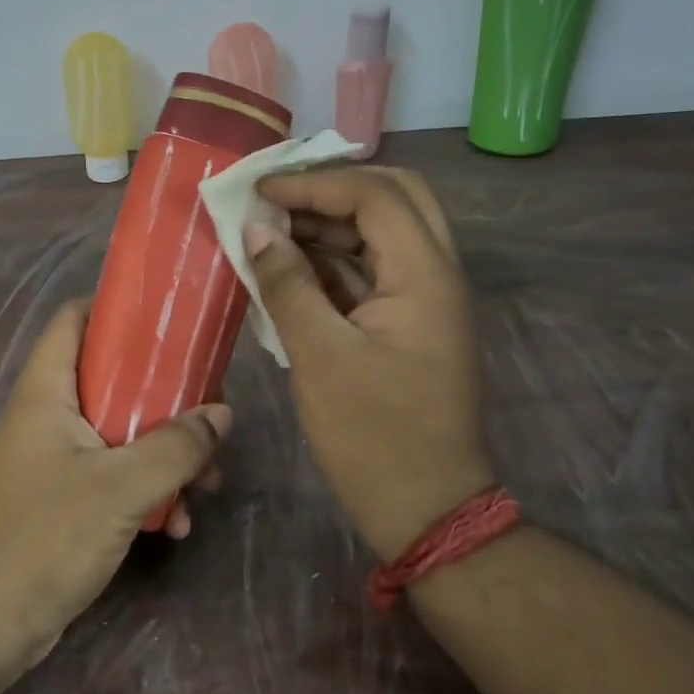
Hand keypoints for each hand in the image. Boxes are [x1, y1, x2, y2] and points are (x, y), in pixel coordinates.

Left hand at [0, 301, 229, 680]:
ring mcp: (51, 461)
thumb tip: (221, 414)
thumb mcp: (120, 487)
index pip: (74, 320)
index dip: (116, 308)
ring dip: (163, 454)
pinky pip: (111, 478)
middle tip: (208, 412)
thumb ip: (175, 447)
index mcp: (45, 392)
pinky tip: (177, 524)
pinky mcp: (60, 501)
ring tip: (207, 483)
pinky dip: (144, 491)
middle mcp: (46, 417)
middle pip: (110, 380)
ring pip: (118, 434)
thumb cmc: (43, 538)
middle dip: (164, 397)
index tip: (168, 317)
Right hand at [246, 167, 494, 560]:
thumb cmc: (373, 436)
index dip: (314, 185)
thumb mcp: (320, 357)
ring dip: (329, 224)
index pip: (375, 196)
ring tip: (271, 230)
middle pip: (394, 198)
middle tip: (277, 200)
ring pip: (382, 233)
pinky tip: (288, 268)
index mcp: (426, 276)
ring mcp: (425, 299)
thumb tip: (258, 231)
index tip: (259, 192)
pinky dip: (332, 260)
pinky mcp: (409, 323)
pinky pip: (372, 270)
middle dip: (331, 190)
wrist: (426, 509)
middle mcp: (436, 274)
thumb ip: (288, 285)